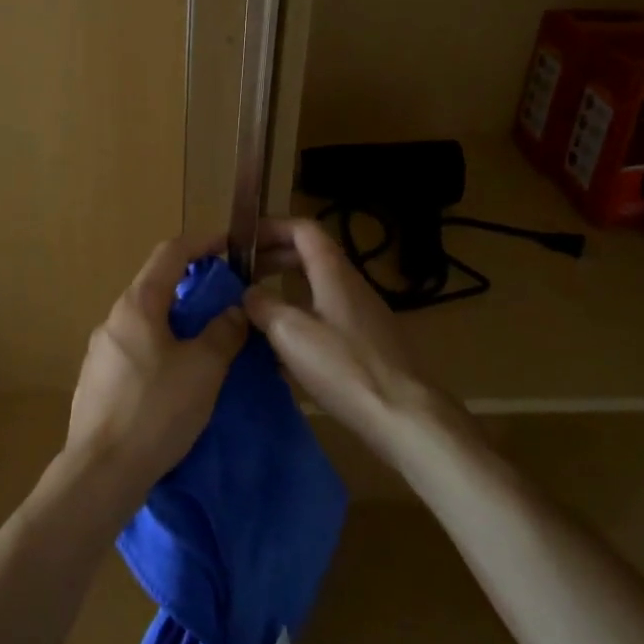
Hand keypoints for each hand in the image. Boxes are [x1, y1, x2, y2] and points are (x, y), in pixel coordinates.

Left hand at [65, 233, 249, 497]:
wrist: (101, 472)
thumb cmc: (156, 410)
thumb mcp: (204, 369)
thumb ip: (224, 333)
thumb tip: (234, 311)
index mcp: (137, 305)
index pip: (170, 253)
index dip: (202, 244)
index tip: (228, 247)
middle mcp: (113, 320)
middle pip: (156, 287)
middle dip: (192, 289)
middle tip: (226, 304)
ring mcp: (100, 352)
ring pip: (145, 323)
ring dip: (177, 323)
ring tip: (206, 345)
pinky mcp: (96, 382)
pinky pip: (135, 351)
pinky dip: (160, 350)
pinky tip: (176, 381)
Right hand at [244, 218, 445, 458]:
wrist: (403, 415)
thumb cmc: (343, 367)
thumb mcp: (291, 333)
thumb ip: (263, 306)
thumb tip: (248, 293)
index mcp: (333, 271)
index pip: (301, 228)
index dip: (269, 228)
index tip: (241, 243)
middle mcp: (350, 284)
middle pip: (308, 254)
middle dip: (271, 259)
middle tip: (241, 276)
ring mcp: (361, 313)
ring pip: (316, 286)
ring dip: (283, 289)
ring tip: (254, 309)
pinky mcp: (366, 341)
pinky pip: (325, 314)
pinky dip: (299, 317)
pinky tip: (282, 348)